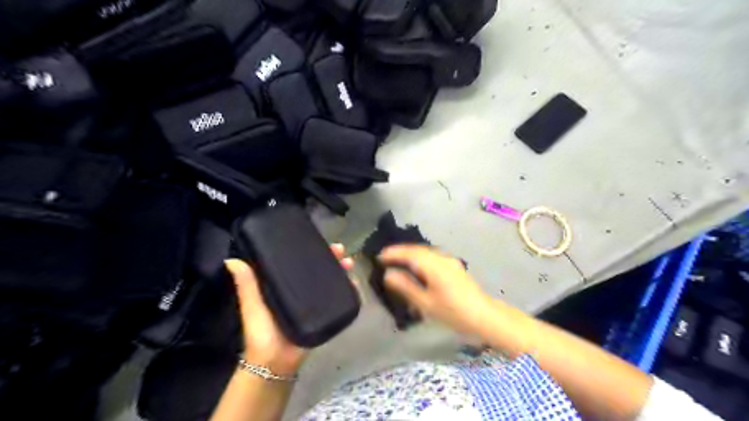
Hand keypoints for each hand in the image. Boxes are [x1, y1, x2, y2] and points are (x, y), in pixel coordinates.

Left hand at [223, 241, 351, 375]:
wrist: (275, 362)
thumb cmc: (261, 332)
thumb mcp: (252, 305)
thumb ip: (246, 285)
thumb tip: (231, 260)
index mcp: (285, 285)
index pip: (299, 263)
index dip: (310, 251)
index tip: (318, 240)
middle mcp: (302, 291)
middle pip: (319, 270)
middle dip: (331, 258)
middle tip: (340, 249)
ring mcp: (315, 302)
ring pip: (331, 282)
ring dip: (341, 271)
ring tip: (349, 263)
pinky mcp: (325, 314)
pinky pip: (338, 299)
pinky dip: (348, 290)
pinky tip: (354, 283)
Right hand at [381, 244, 495, 334]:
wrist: (484, 316)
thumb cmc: (453, 312)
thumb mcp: (425, 303)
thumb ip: (406, 287)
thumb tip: (389, 274)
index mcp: (433, 265)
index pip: (409, 253)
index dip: (393, 253)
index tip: (379, 256)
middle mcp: (441, 258)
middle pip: (417, 250)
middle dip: (400, 252)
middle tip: (385, 257)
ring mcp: (449, 261)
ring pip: (425, 252)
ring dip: (410, 254)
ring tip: (397, 261)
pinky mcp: (454, 267)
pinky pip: (432, 257)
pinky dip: (420, 258)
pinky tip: (416, 267)